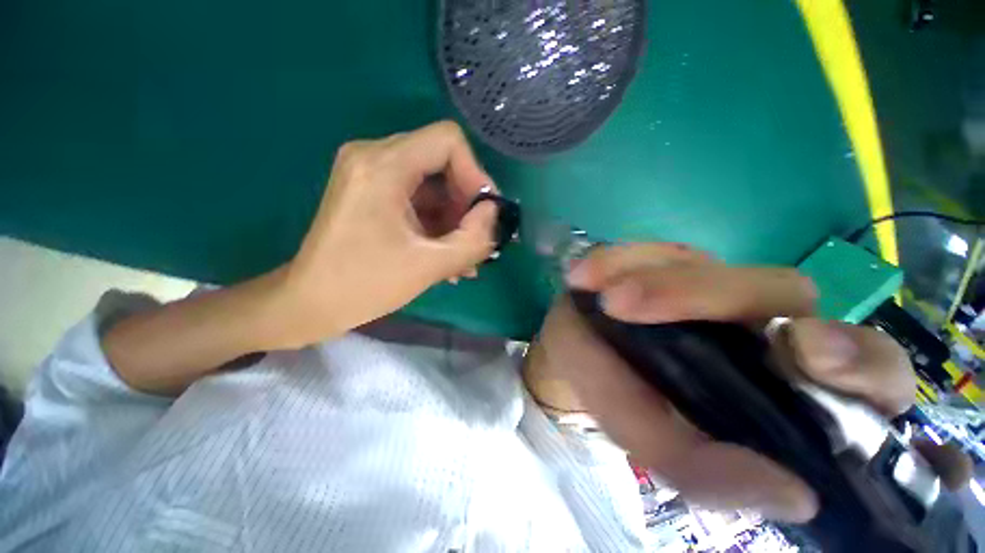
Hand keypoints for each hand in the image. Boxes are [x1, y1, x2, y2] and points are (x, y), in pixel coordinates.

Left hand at [270, 121, 497, 347]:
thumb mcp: (429, 264)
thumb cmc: (365, 285)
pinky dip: (436, 222)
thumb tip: (494, 213)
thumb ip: (474, 238)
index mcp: (383, 165)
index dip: (475, 173)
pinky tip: (447, 254)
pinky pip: (416, 197)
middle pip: (441, 160)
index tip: (484, 213)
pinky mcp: (371, 192)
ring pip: (431, 182)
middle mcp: (373, 156)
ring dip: (453, 218)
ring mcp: (370, 173)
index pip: (448, 141)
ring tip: (464, 257)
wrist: (309, 303)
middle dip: (465, 202)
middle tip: (476, 239)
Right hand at [536, 243, 918, 521]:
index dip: (854, 357)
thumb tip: (790, 496)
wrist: (582, 357)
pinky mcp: (652, 261)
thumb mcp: (659, 446)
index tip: (804, 357)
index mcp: (781, 373)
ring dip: (656, 282)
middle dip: (715, 299)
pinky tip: (584, 277)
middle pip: (779, 290)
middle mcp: (750, 317)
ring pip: (702, 264)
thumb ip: (704, 474)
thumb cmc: (627, 404)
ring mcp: (698, 281)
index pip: (864, 364)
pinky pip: (640, 252)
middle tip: (648, 312)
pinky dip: (611, 261)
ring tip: (606, 299)